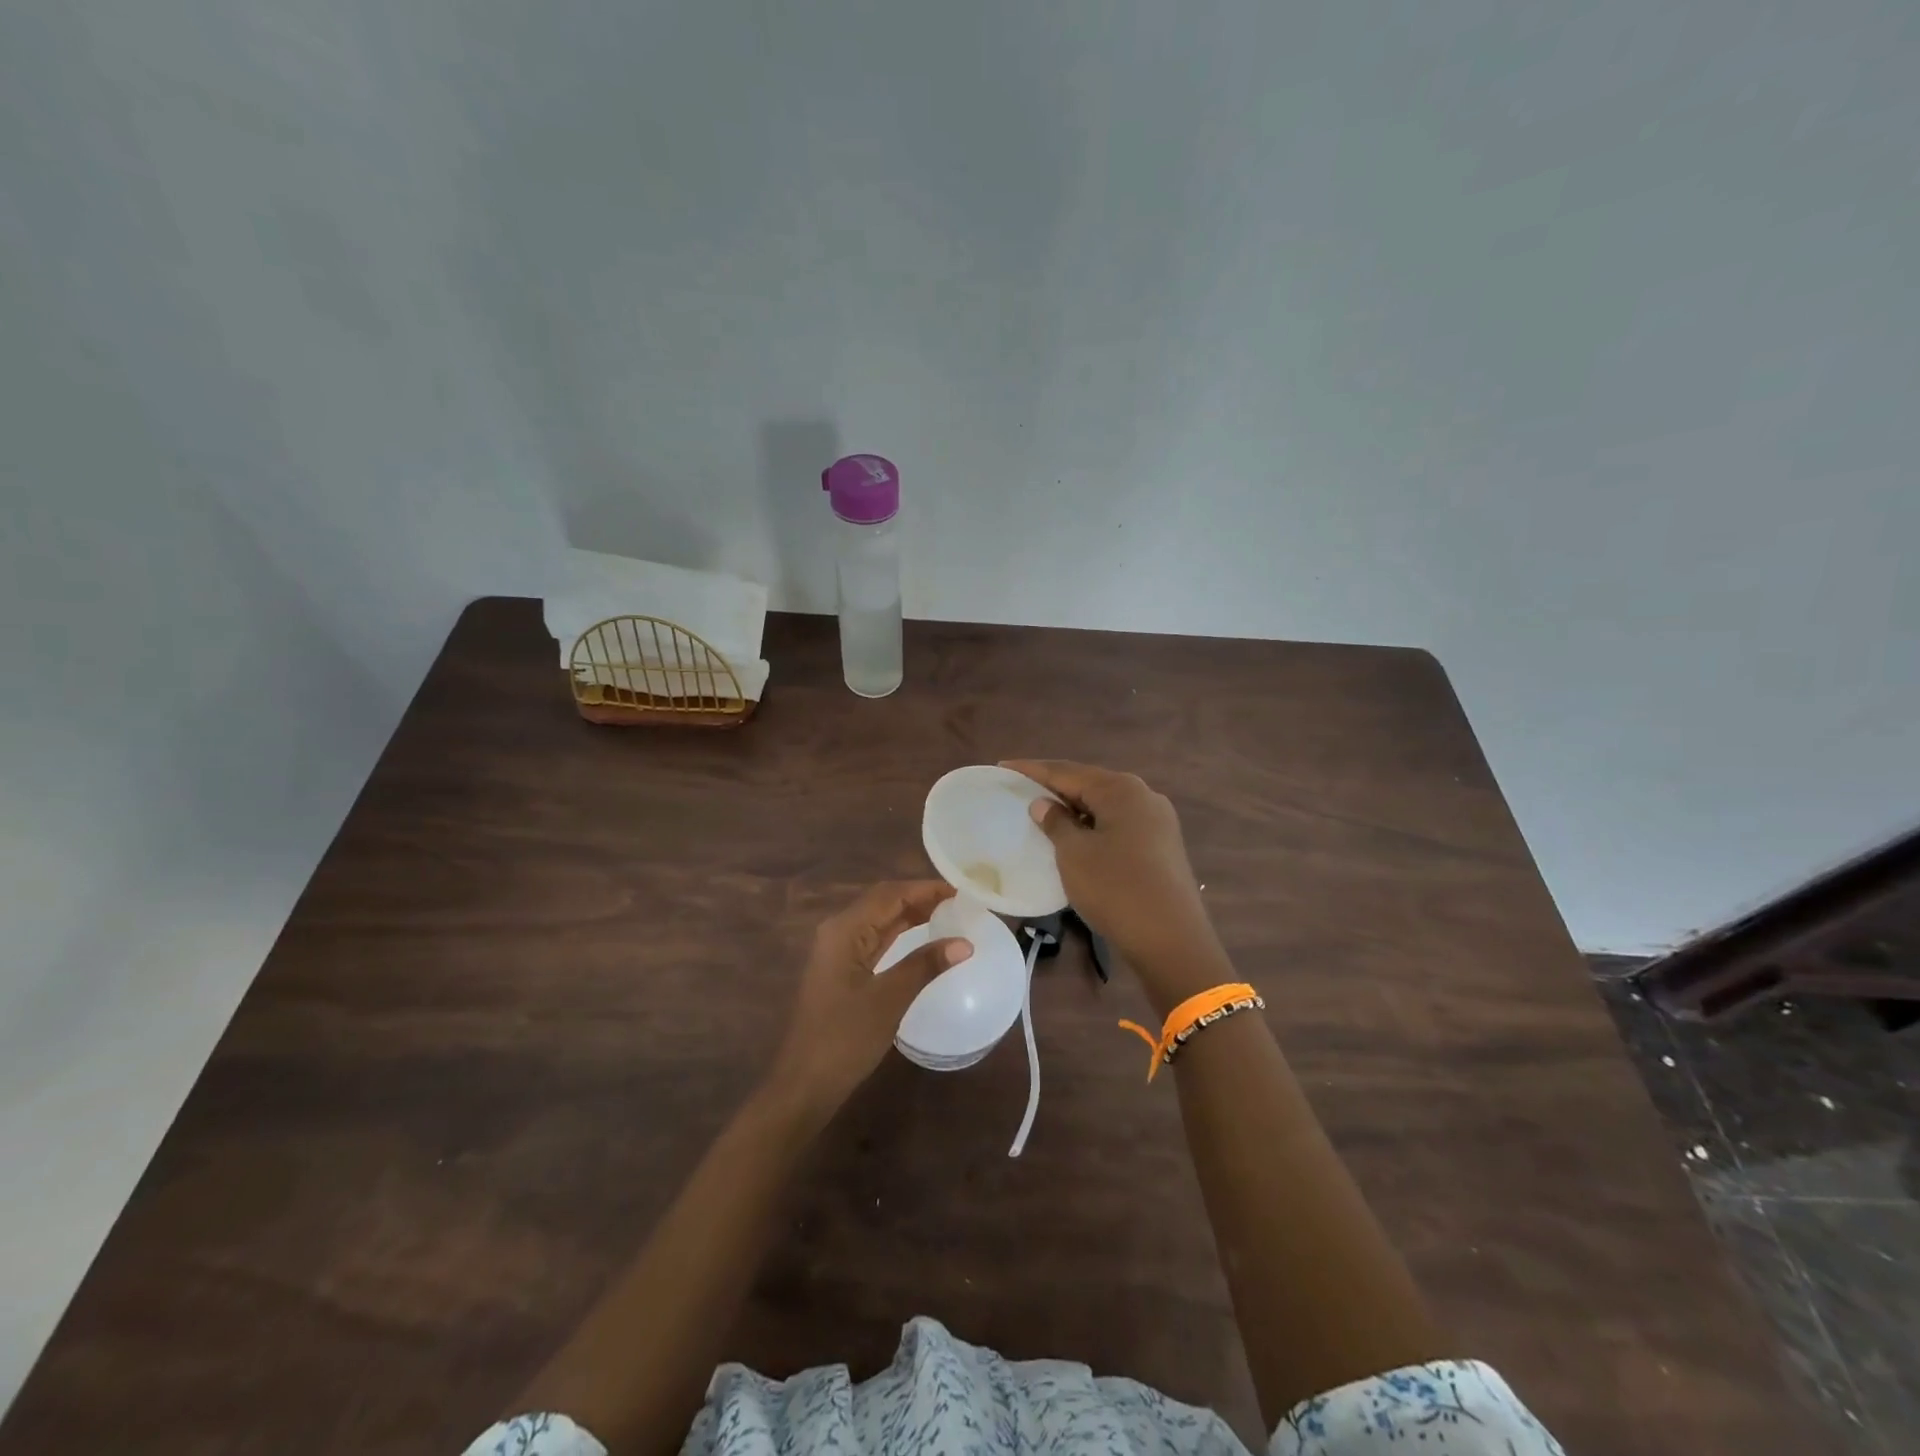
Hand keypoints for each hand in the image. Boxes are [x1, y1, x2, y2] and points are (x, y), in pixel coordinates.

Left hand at [766, 881, 973, 1116]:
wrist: (804, 1084)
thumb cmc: (845, 1039)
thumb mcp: (889, 999)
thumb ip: (925, 965)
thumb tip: (965, 942)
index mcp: (845, 929)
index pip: (890, 894)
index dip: (926, 889)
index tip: (962, 891)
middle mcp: (838, 931)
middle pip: (883, 901)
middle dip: (920, 897)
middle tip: (959, 902)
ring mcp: (838, 950)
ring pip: (879, 919)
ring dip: (911, 913)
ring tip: (949, 914)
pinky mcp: (842, 969)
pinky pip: (875, 939)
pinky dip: (900, 933)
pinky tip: (922, 938)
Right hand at [1002, 760, 1229, 1013]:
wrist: (1172, 941)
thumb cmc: (1116, 890)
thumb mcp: (1074, 854)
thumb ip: (1056, 822)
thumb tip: (1044, 803)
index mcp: (1121, 790)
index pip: (1067, 771)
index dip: (1032, 770)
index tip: (1003, 766)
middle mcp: (1143, 796)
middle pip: (1089, 784)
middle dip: (1054, 786)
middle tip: (1020, 787)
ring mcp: (1157, 822)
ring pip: (1105, 806)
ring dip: (1074, 808)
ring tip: (1043, 811)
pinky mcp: (1161, 846)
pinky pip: (1118, 825)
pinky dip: (1093, 825)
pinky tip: (1076, 836)